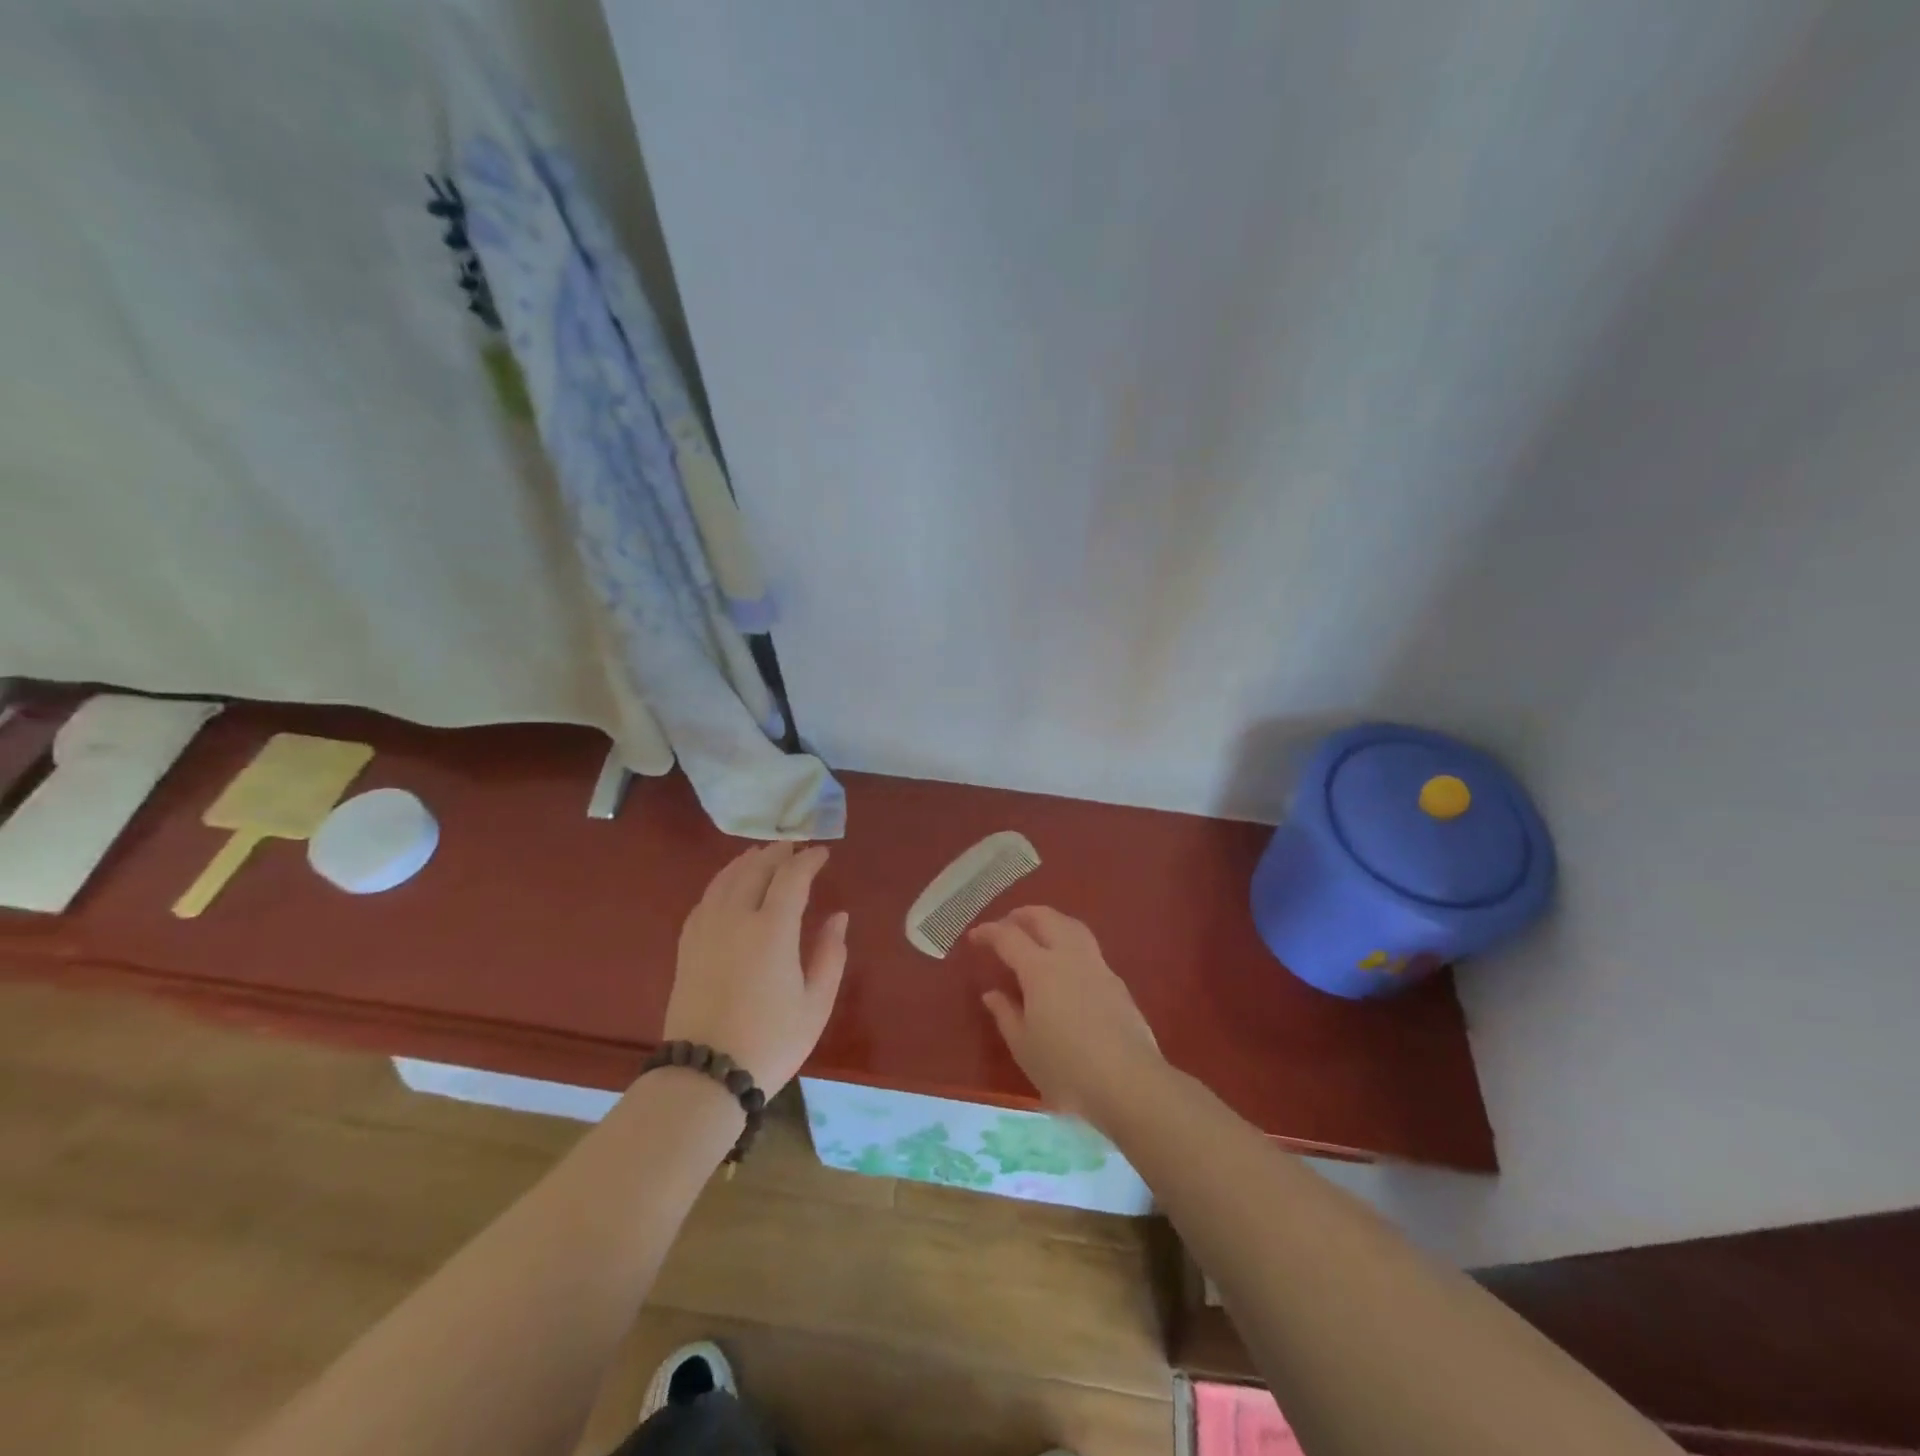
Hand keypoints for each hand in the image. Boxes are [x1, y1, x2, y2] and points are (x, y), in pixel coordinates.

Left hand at [664, 843, 847, 1095]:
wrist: (704, 1077)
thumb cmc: (770, 1042)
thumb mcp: (816, 1004)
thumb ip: (830, 955)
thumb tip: (838, 917)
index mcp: (772, 929)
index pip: (792, 877)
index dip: (809, 859)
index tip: (823, 853)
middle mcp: (736, 918)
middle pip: (756, 869)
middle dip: (778, 853)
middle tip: (795, 847)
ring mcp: (706, 930)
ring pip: (726, 878)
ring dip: (748, 861)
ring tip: (763, 855)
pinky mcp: (687, 946)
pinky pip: (706, 898)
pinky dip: (723, 882)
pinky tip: (730, 886)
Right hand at [969, 906, 1165, 1129]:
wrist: (1129, 1082)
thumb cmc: (1066, 1069)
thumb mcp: (1024, 1047)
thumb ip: (1006, 1014)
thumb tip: (992, 993)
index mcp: (1040, 969)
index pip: (1008, 937)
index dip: (989, 932)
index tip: (974, 937)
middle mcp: (1069, 957)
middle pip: (1045, 918)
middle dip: (1022, 915)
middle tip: (1007, 923)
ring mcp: (1097, 967)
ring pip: (1072, 926)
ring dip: (1051, 921)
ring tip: (1038, 931)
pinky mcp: (1117, 983)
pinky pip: (1089, 948)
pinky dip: (1070, 942)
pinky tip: (1067, 965)